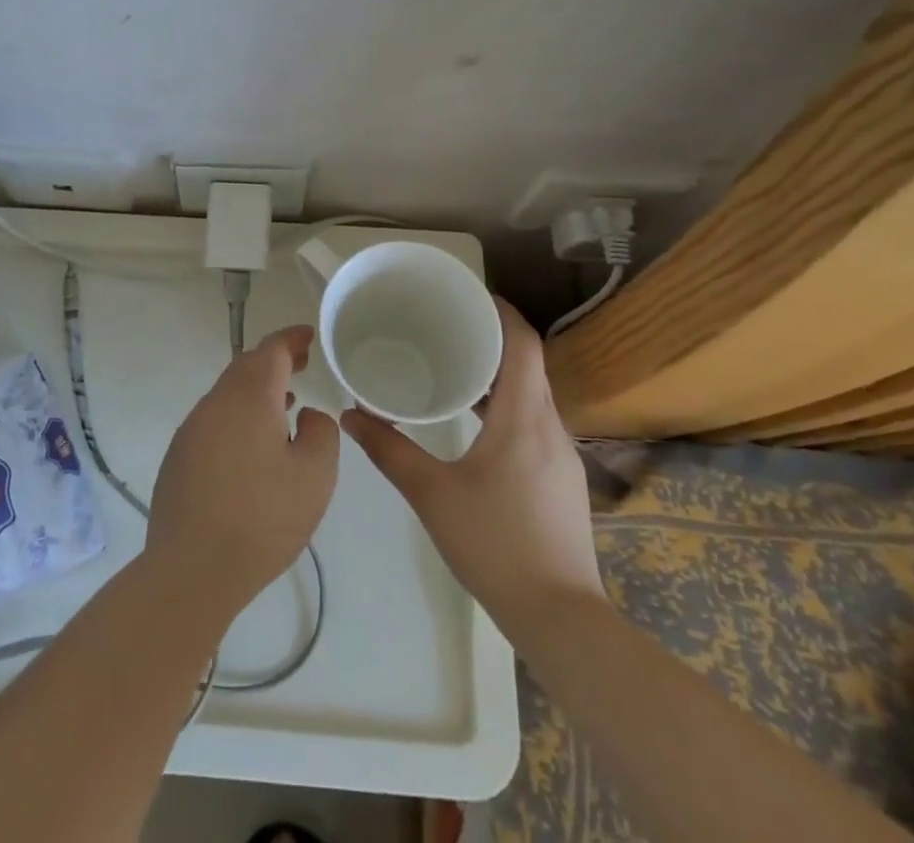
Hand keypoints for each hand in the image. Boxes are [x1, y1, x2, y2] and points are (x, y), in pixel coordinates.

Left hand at [146, 326, 339, 625]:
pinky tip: (252, 446)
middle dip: (274, 360)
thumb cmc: (262, 518)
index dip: (292, 339)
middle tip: (301, 364)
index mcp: (249, 397)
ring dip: (256, 390)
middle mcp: (216, 403)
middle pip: (246, 367)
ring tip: (284, 405)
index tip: (308, 335)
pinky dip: (238, 416)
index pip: (271, 350)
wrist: (192, 568)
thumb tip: (305, 414)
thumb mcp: (315, 476)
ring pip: (228, 394)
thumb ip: (320, 433)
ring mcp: (192, 429)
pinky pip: (214, 420)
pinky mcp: (179, 456)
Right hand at [342, 299, 602, 627]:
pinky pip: (535, 421)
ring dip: (499, 375)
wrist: (560, 617)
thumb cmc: (494, 544)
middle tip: (448, 327)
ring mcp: (561, 455)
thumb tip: (351, 415)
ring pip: (533, 394)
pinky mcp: (562, 478)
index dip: (501, 311)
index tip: (468, 296)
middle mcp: (550, 426)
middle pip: (528, 364)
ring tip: (455, 367)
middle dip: (492, 339)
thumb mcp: (431, 494)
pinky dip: (507, 406)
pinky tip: (476, 424)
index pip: (523, 343)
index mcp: (523, 417)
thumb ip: (389, 450)